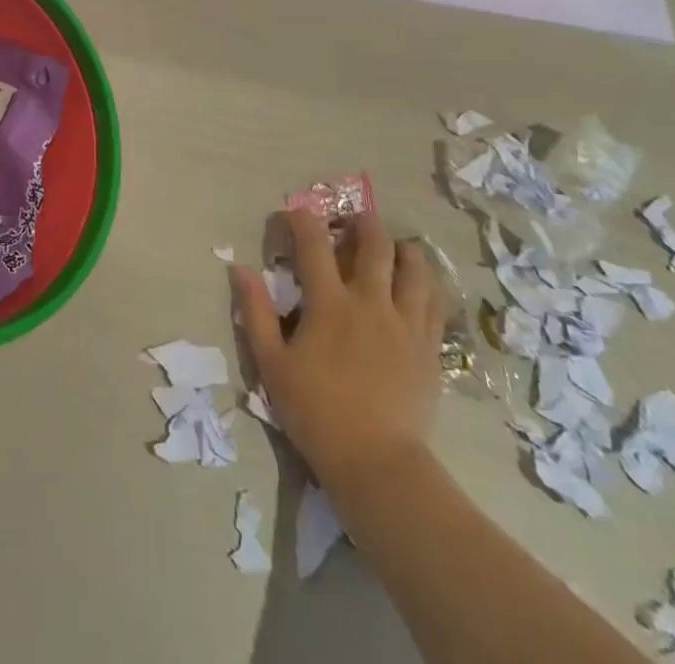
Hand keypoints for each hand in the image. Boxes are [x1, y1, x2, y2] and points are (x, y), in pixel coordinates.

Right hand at [234, 207, 448, 495]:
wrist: (377, 464)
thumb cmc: (316, 412)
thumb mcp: (272, 364)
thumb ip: (255, 313)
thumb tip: (240, 269)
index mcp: (330, 304)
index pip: (314, 245)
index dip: (304, 220)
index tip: (296, 211)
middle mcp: (371, 302)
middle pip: (375, 245)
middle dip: (364, 222)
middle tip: (355, 216)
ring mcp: (405, 324)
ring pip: (413, 268)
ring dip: (402, 248)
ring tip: (395, 244)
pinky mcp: (429, 348)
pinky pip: (434, 302)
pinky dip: (427, 283)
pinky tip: (421, 283)